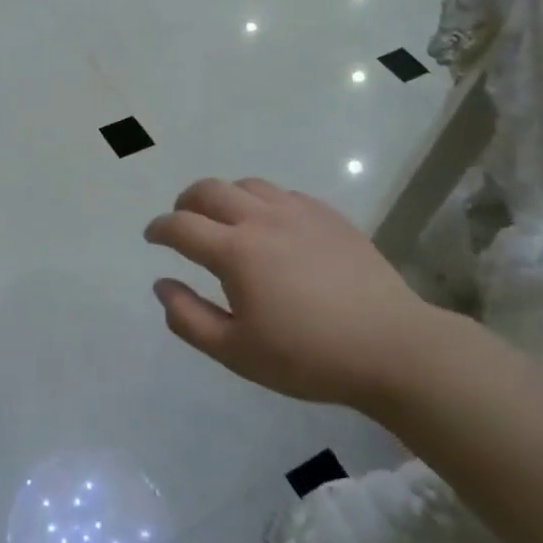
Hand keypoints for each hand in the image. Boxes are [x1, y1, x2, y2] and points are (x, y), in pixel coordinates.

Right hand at [144, 178, 443, 407]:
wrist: (390, 347)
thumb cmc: (307, 357)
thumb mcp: (236, 352)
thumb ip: (189, 318)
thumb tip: (161, 285)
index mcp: (235, 251)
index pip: (181, 226)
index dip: (159, 228)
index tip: (152, 237)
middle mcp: (262, 219)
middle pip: (209, 190)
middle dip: (186, 202)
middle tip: (182, 221)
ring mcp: (298, 212)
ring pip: (247, 185)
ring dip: (224, 197)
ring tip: (224, 220)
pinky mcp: (328, 215)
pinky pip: (283, 194)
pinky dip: (262, 202)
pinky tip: (271, 226)